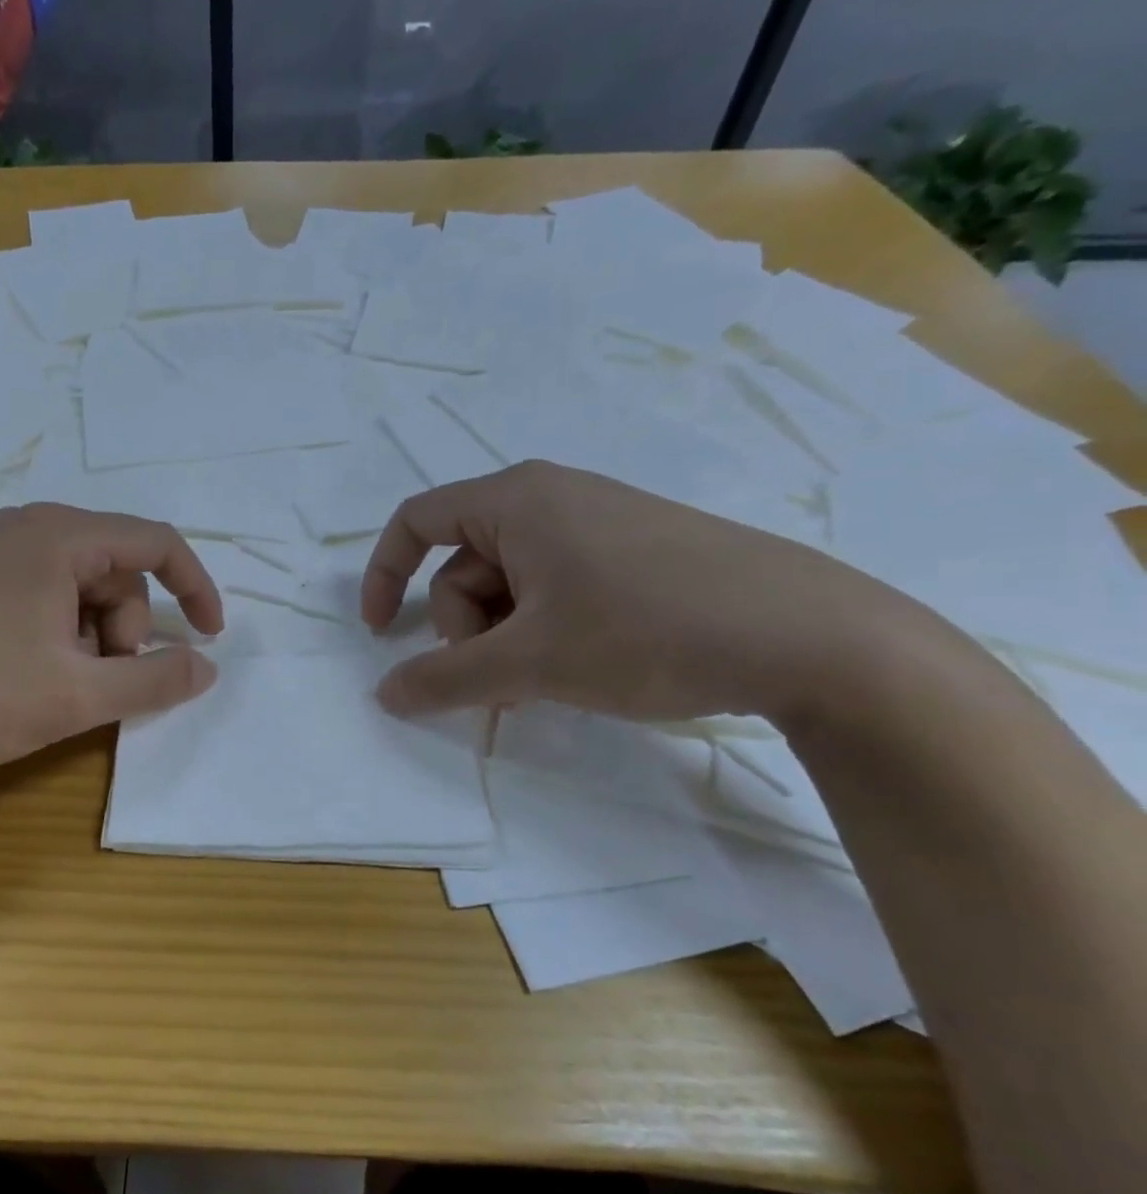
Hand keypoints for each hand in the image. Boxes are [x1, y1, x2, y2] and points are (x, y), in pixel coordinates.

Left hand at [0, 504, 222, 807]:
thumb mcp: (78, 696)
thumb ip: (155, 679)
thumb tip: (207, 666)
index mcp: (58, 535)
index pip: (156, 543)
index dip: (195, 589)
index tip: (208, 638)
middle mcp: (26, 527)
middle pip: (115, 569)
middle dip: (126, 628)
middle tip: (100, 682)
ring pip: (77, 586)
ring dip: (90, 637)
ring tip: (57, 685)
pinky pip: (39, 594)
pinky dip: (56, 634)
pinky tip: (27, 675)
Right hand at [362, 461, 934, 723]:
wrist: (815, 637)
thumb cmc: (647, 630)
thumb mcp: (530, 662)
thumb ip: (444, 679)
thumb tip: (383, 694)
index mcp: (516, 500)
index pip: (416, 521)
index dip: (382, 575)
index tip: (379, 635)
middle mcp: (552, 499)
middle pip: (464, 565)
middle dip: (465, 630)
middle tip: (499, 682)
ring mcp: (598, 525)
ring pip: (511, 585)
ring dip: (505, 640)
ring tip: (542, 685)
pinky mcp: (634, 555)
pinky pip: (557, 589)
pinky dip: (544, 632)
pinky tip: (578, 669)